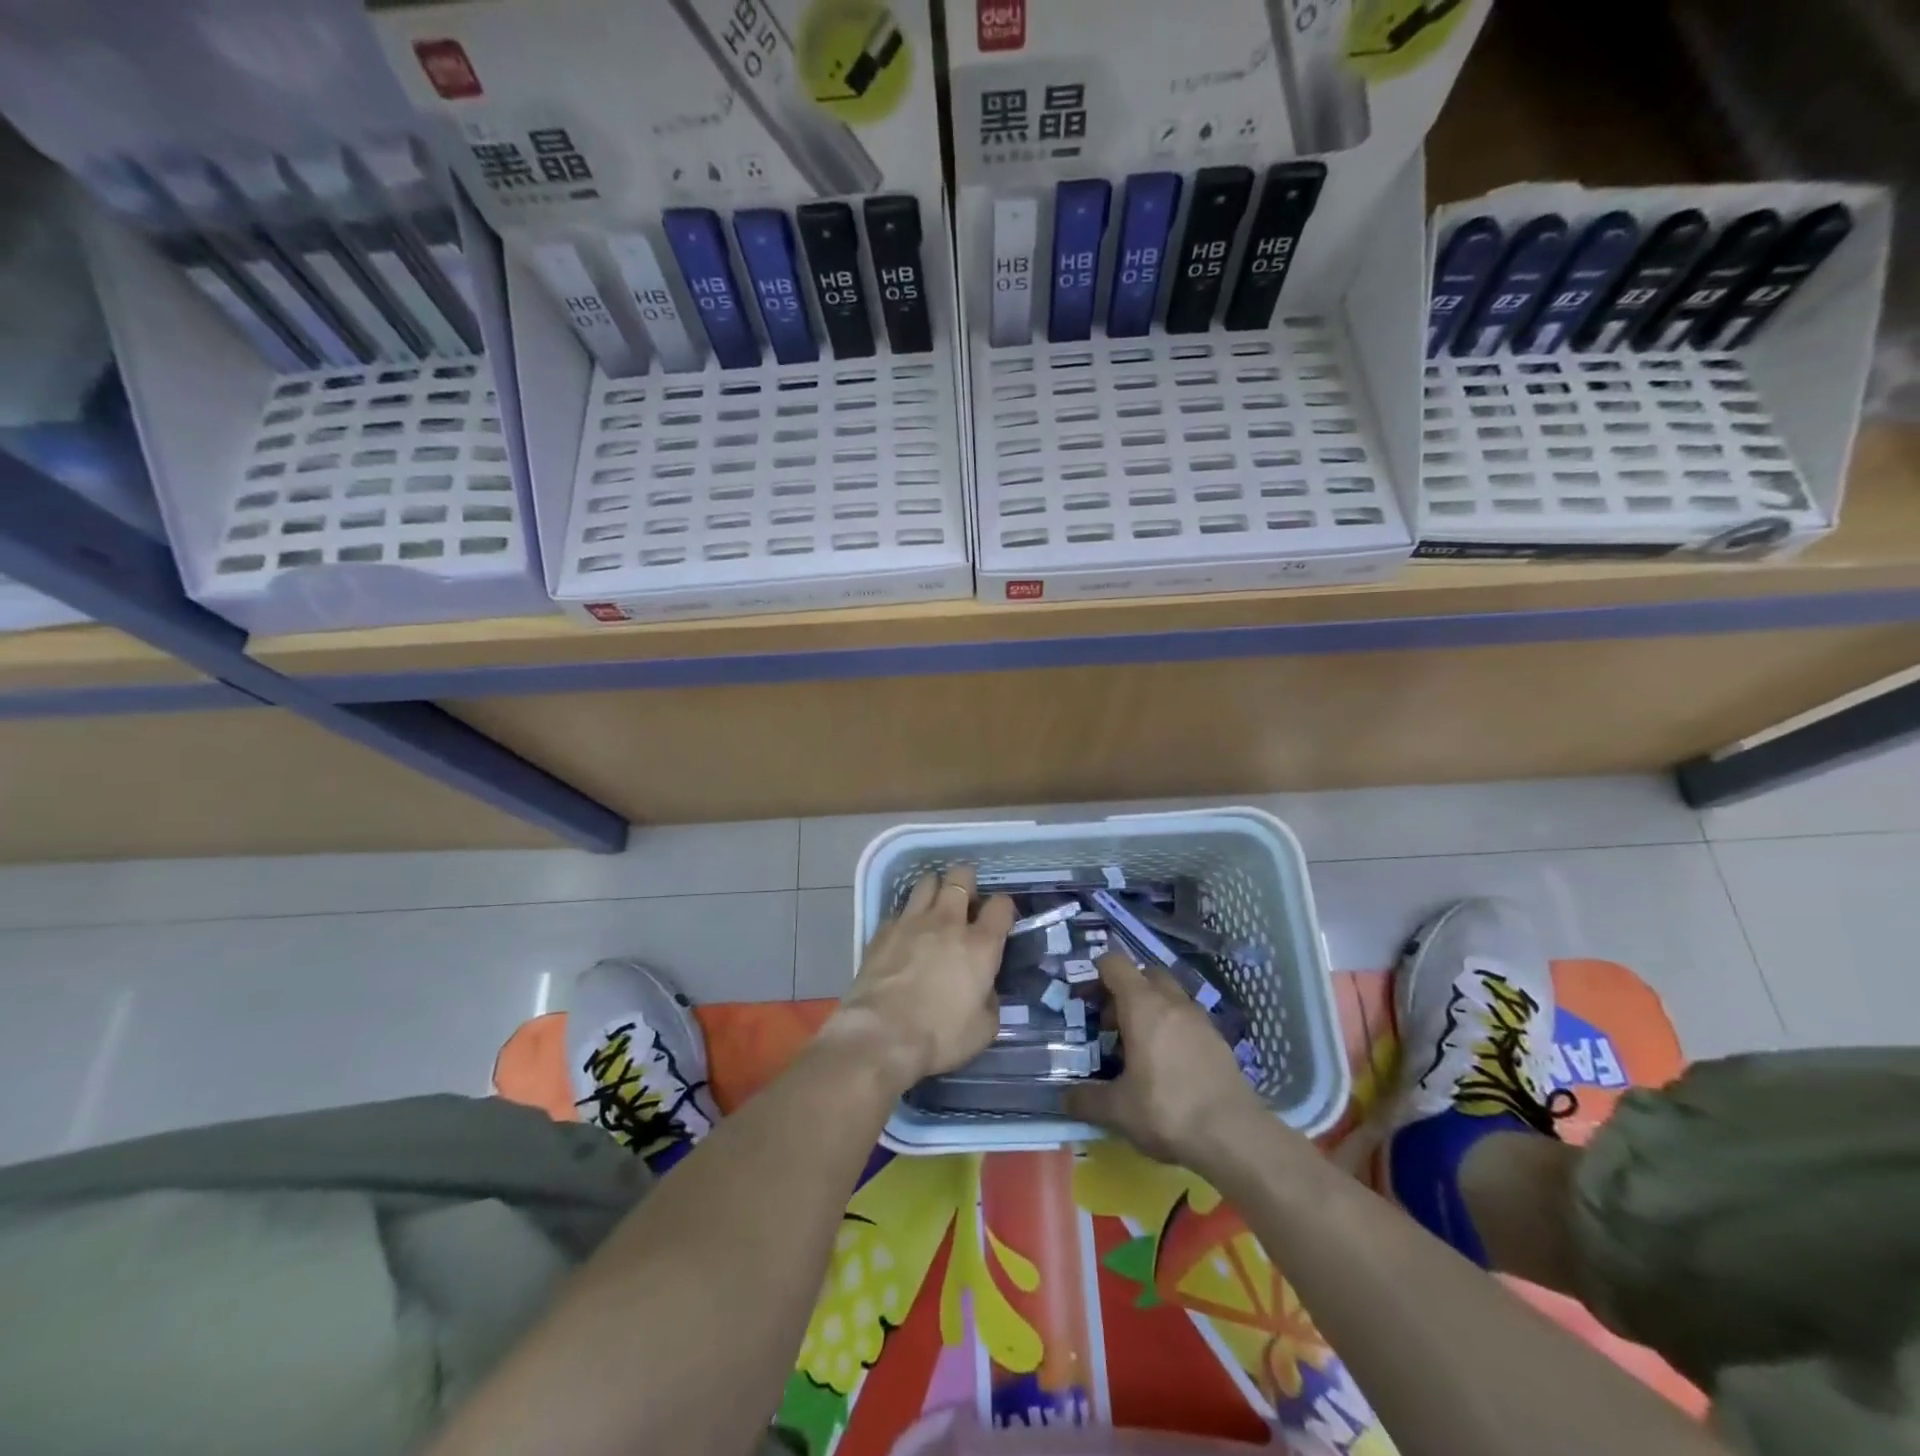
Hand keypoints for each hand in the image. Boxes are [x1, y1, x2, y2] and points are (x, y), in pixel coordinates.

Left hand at [830, 866, 1014, 1092]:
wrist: (881, 1036)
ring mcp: (912, 921)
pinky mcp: (883, 930)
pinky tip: (906, 934)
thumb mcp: (983, 1028)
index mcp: (980, 945)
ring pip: (927, 882)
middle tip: (967, 901)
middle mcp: (948, 922)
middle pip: (961, 877)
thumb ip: (989, 999)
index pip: (1001, 905)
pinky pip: (900, 910)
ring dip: (936, 889)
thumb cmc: (939, 1036)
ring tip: (935, 907)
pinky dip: (908, 916)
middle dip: (967, 882)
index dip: (1003, 908)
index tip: (1000, 919)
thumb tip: (984, 988)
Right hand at [1065, 952, 1270, 1167]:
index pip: (1115, 964)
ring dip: (1151, 1008)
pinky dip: (1173, 1027)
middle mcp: (1172, 1002)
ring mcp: (1200, 1018)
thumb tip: (1063, 1097)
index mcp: (1143, 1006)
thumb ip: (1086, 1099)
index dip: (1096, 973)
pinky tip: (1168, 1063)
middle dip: (1125, 991)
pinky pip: (1187, 1018)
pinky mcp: (1219, 1039)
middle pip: (1145, 974)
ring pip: (1169, 995)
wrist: (1235, 1135)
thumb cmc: (1168, 1110)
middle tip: (1111, 1024)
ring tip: (1139, 1046)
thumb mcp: (1118, 1110)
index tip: (1085, 999)